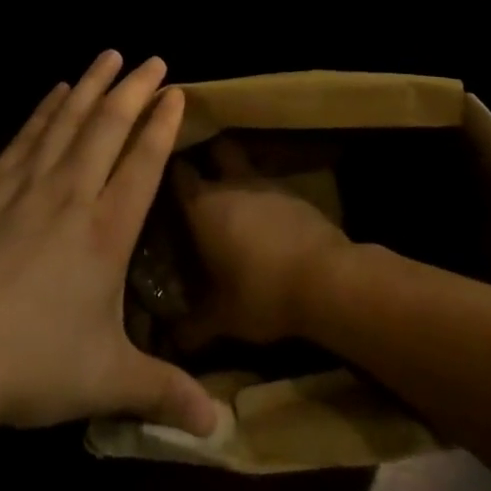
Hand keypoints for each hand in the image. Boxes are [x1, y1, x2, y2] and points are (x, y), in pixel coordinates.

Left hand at [0, 51, 216, 440]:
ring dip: (92, 84)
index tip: (177, 92)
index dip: (162, 124)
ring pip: (68, 119)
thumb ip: (162, 392)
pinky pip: (28, 133)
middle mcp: (71, 194)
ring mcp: (26, 184)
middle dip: (134, 88)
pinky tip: (57, 91)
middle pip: (109, 126)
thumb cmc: (27, 365)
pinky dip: (46, 107)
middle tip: (153, 58)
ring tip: (109, 55)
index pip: (143, 162)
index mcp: (106, 232)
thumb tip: (219, 426)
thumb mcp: (104, 382)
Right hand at [175, 138, 352, 349]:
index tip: (164, 181)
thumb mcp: (223, 319)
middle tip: (204, 179)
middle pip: (217, 150)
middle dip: (210, 158)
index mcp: (204, 206)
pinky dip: (266, 200)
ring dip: (241, 179)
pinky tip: (268, 223)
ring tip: (235, 203)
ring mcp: (268, 184)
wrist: (327, 279)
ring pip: (247, 166)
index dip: (170, 172)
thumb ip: (194, 326)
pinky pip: (273, 188)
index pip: (178, 172)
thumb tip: (171, 339)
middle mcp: (233, 184)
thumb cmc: (262, 293)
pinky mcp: (296, 194)